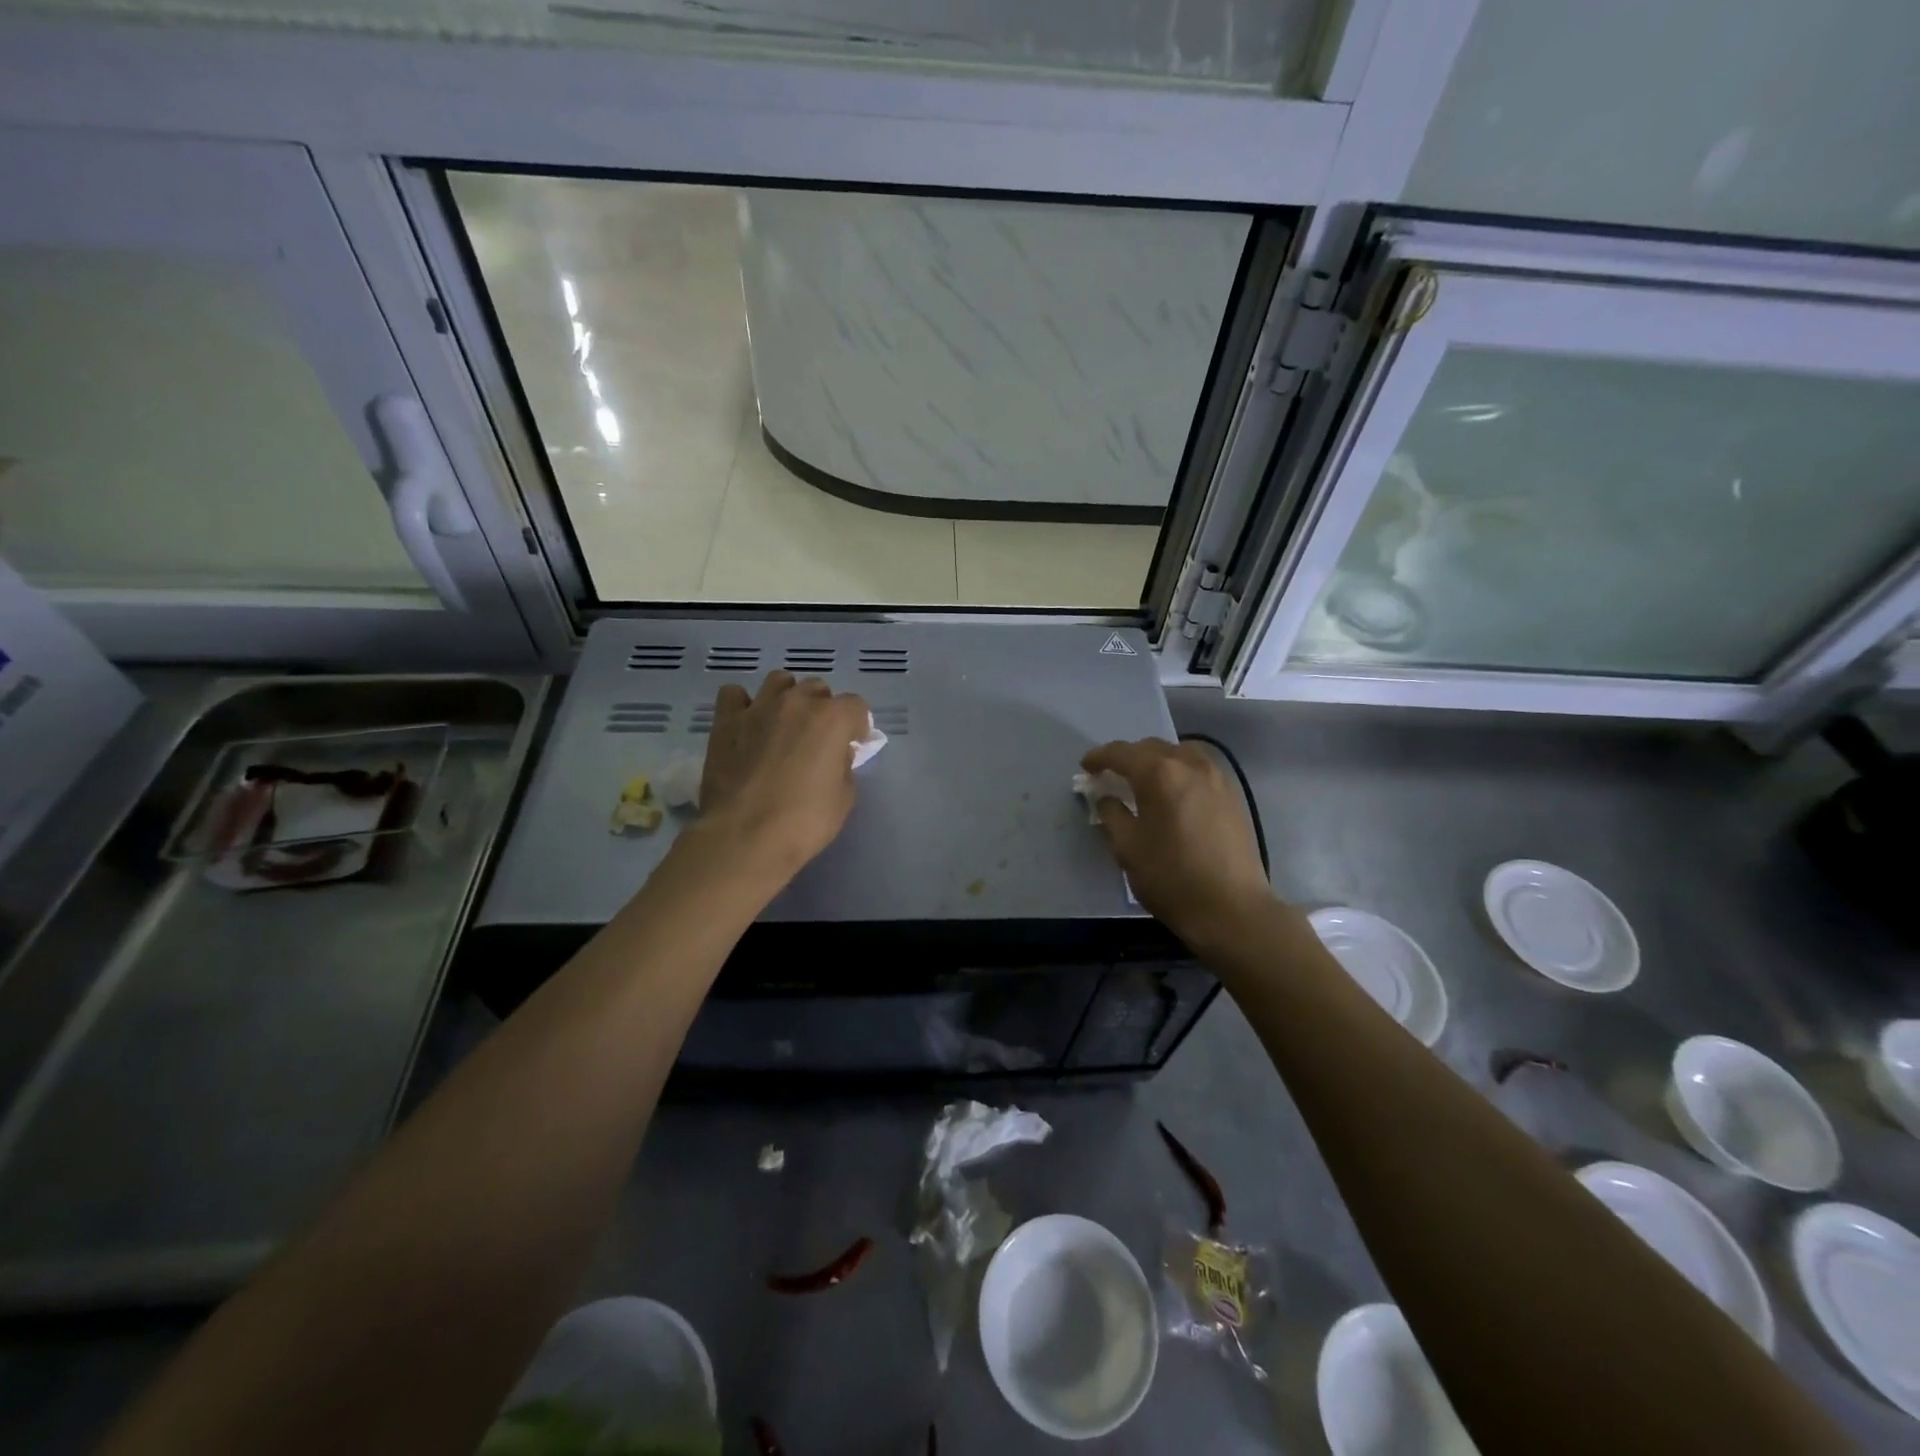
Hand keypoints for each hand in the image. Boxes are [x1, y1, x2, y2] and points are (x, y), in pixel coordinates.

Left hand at [692, 671, 870, 884]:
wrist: (745, 836)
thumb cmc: (804, 822)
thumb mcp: (844, 798)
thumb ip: (844, 765)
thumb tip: (835, 753)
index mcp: (832, 719)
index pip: (856, 706)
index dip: (858, 725)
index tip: (854, 744)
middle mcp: (797, 702)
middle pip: (818, 689)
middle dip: (823, 708)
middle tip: (818, 738)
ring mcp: (758, 708)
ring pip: (779, 681)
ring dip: (787, 697)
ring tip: (784, 723)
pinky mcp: (726, 721)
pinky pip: (734, 695)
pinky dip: (743, 704)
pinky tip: (748, 724)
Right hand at [1081, 738, 1272, 951]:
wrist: (1231, 908)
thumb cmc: (1171, 877)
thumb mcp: (1128, 847)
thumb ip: (1112, 814)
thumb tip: (1107, 798)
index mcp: (1160, 773)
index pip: (1121, 753)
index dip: (1099, 757)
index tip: (1086, 768)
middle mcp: (1190, 764)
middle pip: (1151, 748)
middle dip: (1128, 758)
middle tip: (1111, 776)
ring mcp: (1216, 777)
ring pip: (1179, 753)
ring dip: (1156, 761)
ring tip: (1143, 782)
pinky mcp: (1232, 794)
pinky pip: (1199, 768)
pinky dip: (1179, 771)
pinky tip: (1173, 793)